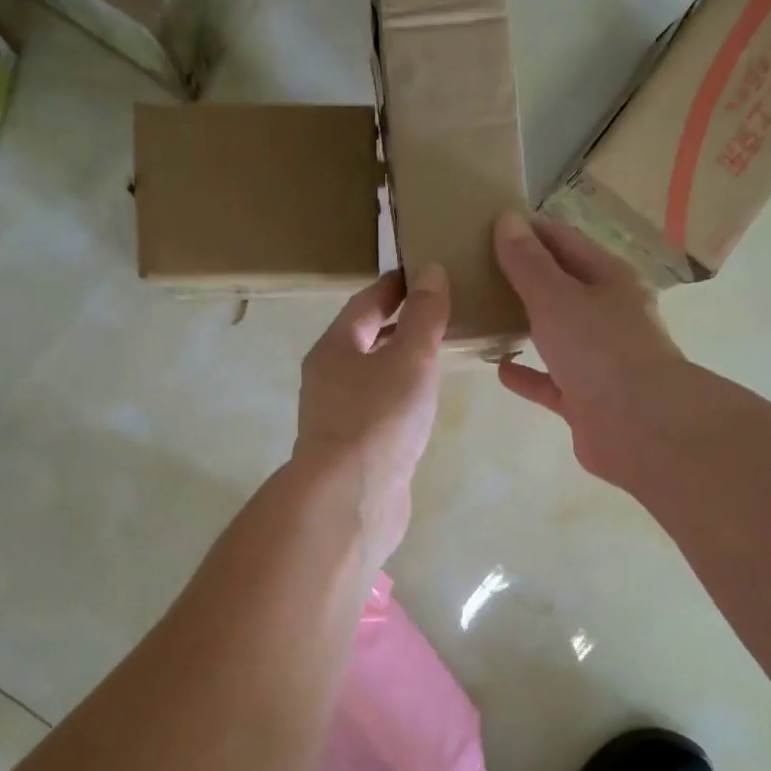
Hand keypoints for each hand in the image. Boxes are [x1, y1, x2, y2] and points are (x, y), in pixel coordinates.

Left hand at [293, 265, 449, 564]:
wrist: (352, 498)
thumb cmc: (379, 418)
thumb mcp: (409, 358)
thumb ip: (425, 316)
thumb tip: (432, 271)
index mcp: (334, 348)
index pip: (366, 303)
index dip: (395, 285)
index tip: (425, 272)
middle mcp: (329, 379)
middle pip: (365, 340)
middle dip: (400, 324)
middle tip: (441, 311)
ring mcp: (339, 416)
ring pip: (373, 377)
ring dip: (401, 362)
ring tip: (440, 354)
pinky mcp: (355, 449)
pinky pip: (381, 408)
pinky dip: (402, 396)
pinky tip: (425, 404)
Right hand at [493, 213, 692, 486]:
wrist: (639, 426)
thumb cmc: (600, 350)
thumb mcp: (557, 298)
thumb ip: (528, 264)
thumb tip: (508, 220)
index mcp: (611, 279)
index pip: (566, 242)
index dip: (531, 230)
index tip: (490, 223)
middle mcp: (609, 315)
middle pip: (563, 287)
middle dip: (526, 277)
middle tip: (479, 267)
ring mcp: (600, 359)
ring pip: (557, 334)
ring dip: (526, 324)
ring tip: (485, 314)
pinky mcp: (586, 399)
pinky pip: (550, 380)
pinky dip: (527, 374)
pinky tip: (499, 368)